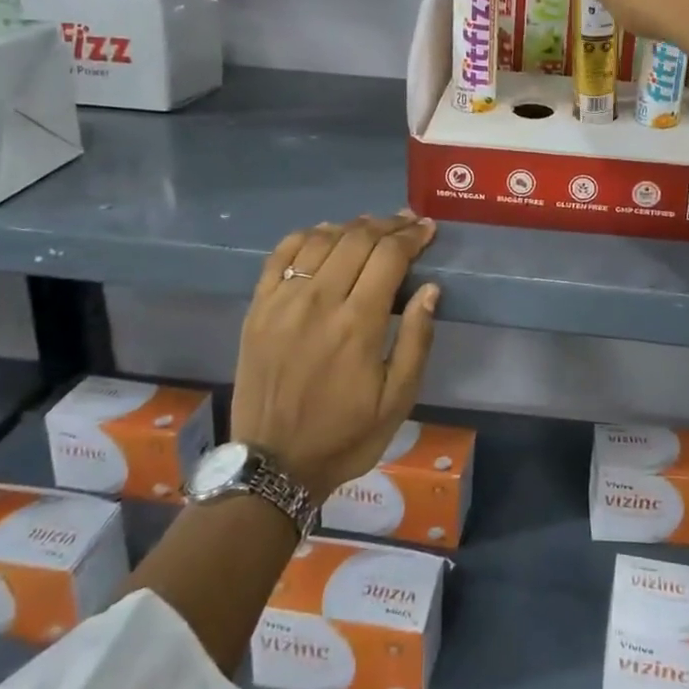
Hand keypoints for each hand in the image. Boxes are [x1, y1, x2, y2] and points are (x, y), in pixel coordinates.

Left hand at [229, 212, 439, 498]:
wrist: (273, 466)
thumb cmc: (345, 436)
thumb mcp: (398, 400)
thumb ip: (416, 340)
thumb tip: (430, 289)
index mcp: (357, 324)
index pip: (389, 256)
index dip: (411, 236)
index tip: (427, 229)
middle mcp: (318, 302)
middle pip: (357, 239)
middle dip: (388, 225)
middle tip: (407, 222)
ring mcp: (282, 302)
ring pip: (321, 240)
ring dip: (351, 226)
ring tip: (372, 226)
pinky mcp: (258, 308)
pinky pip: (281, 254)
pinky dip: (306, 235)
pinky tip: (324, 234)